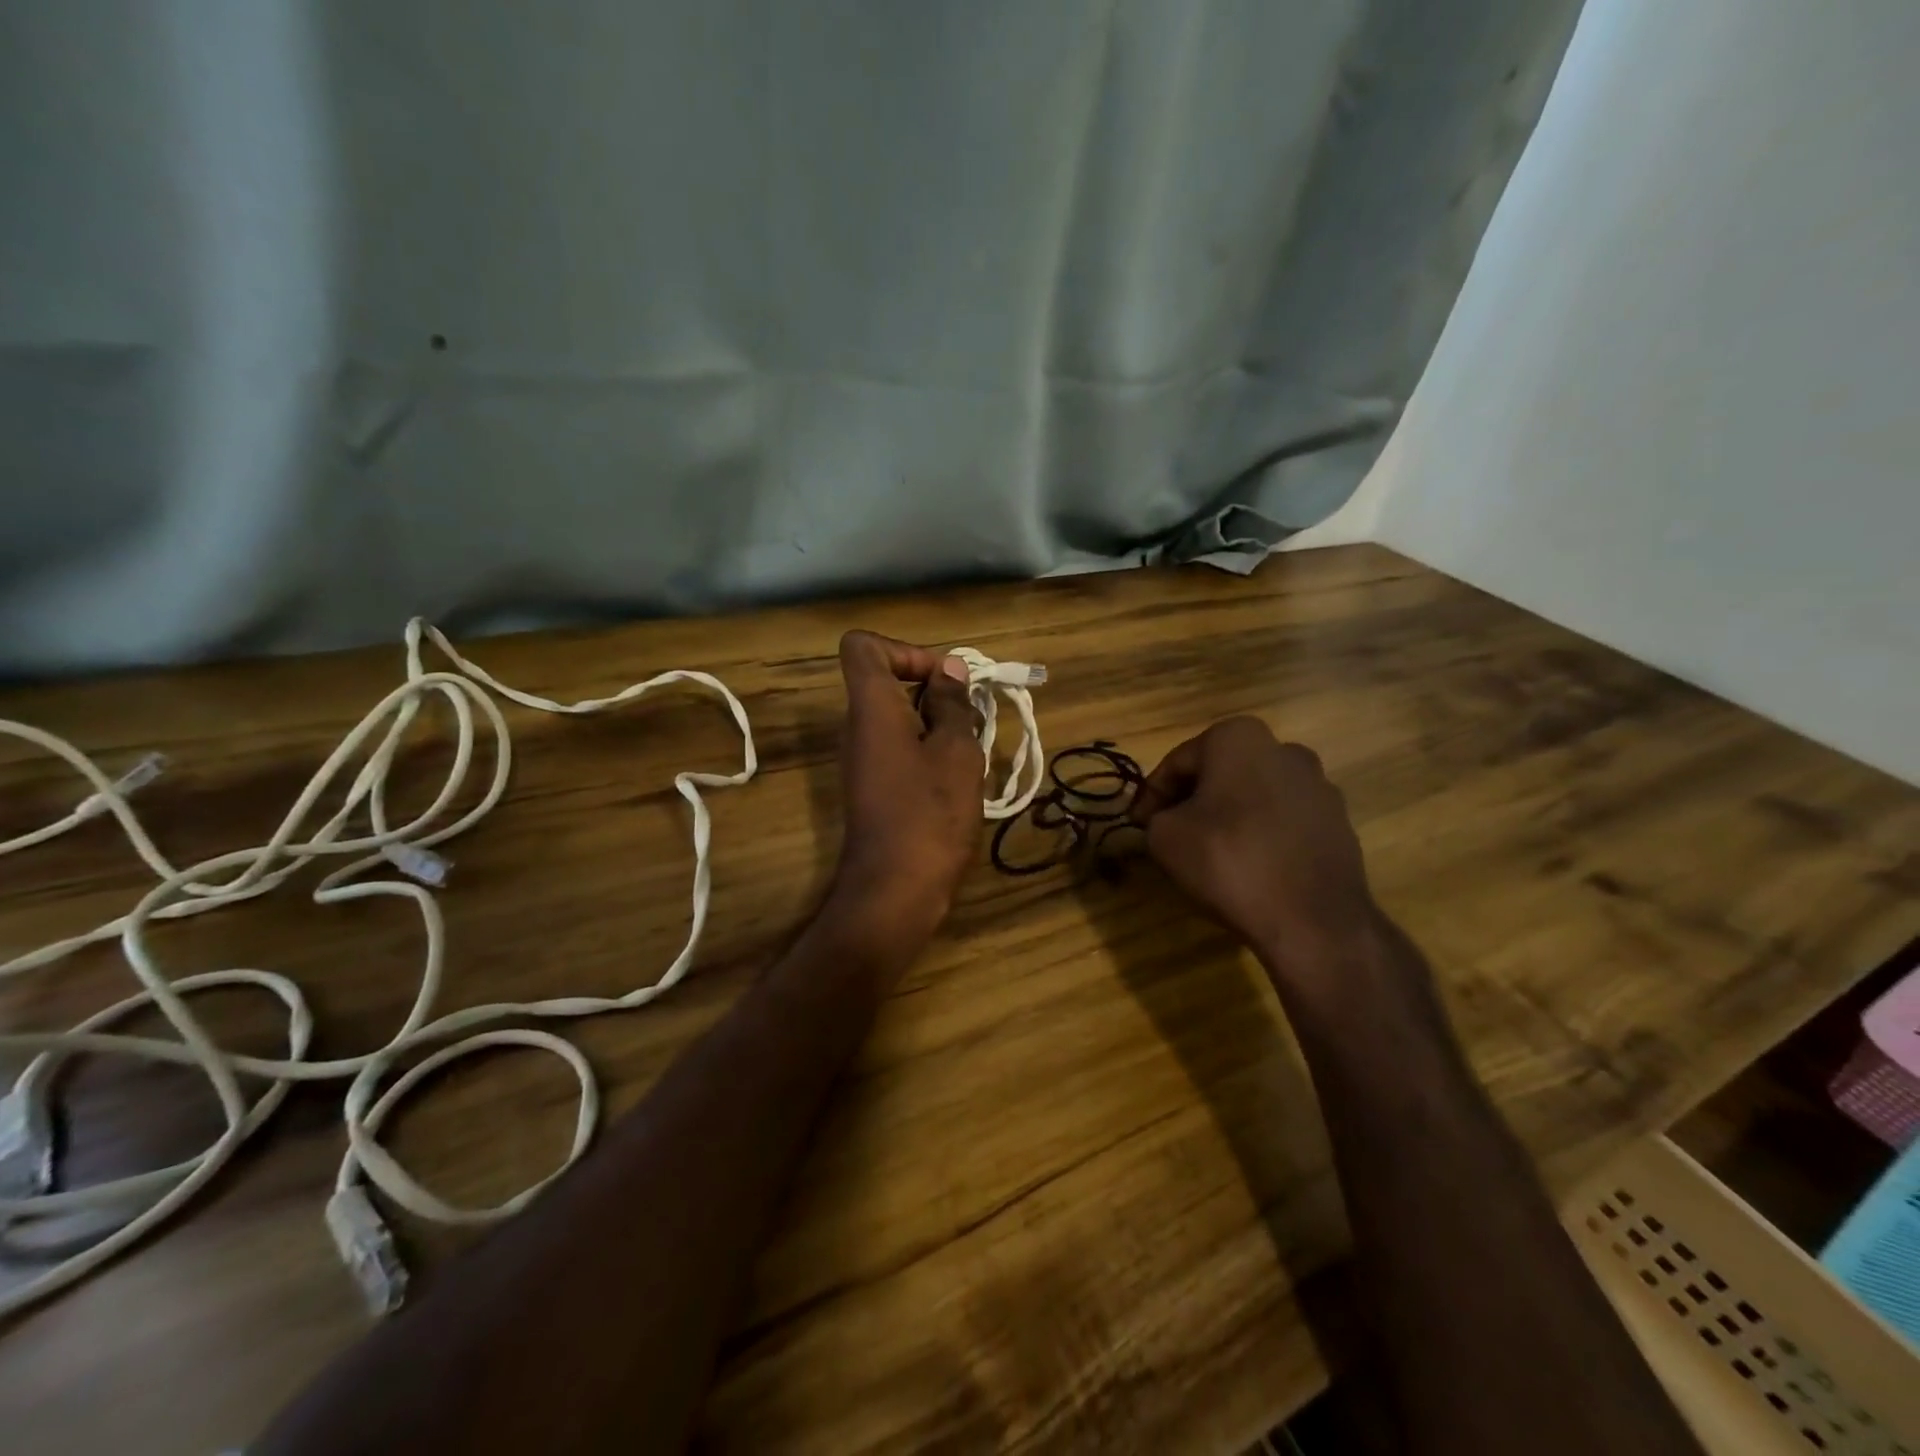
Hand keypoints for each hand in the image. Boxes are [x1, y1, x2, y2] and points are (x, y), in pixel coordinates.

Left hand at [829, 630, 983, 947]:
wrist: (895, 890)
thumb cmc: (929, 813)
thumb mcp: (955, 752)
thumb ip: (952, 704)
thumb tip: (949, 671)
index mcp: (871, 708)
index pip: (863, 646)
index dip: (905, 650)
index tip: (943, 680)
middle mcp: (858, 727)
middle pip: (886, 681)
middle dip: (933, 690)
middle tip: (971, 717)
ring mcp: (863, 760)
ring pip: (898, 718)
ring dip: (937, 724)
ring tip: (971, 750)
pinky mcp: (872, 788)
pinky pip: (899, 748)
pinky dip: (928, 751)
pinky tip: (958, 779)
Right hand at [1132, 717, 1385, 987]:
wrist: (1313, 920)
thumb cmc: (1229, 861)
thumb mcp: (1164, 837)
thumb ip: (1155, 817)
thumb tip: (1166, 820)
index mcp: (1238, 738)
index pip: (1177, 763)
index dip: (1151, 795)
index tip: (1137, 825)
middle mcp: (1283, 749)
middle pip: (1218, 773)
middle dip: (1191, 800)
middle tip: (1169, 834)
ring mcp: (1318, 785)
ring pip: (1253, 795)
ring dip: (1227, 816)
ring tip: (1208, 853)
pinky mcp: (1338, 822)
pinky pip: (1283, 821)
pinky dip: (1260, 834)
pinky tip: (1247, 866)